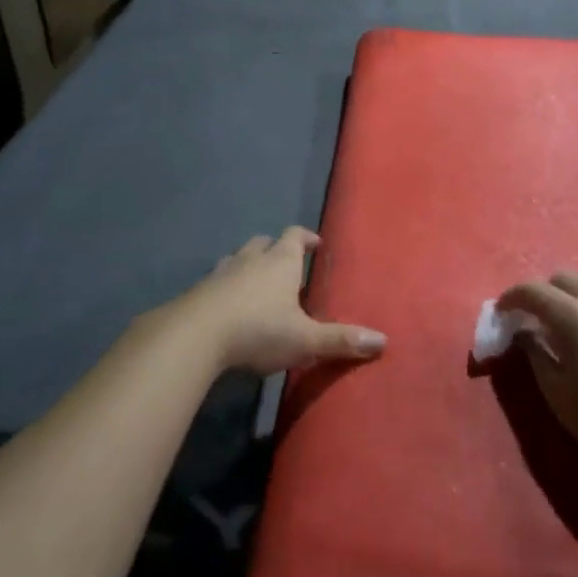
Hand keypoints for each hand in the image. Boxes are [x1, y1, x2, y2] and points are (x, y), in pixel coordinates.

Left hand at [175, 227, 386, 375]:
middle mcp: (251, 259)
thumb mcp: (305, 340)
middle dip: (275, 250)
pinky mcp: (198, 291)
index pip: (295, 236)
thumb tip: (383, 340)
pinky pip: (216, 282)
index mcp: (280, 262)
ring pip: (237, 259)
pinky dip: (225, 288)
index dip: (306, 238)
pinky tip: (227, 308)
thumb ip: (341, 340)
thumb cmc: (258, 330)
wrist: (194, 336)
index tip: (315, 244)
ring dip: (248, 266)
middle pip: (264, 243)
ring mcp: (221, 273)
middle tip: (286, 267)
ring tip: (255, 285)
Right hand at [498, 272, 577, 482]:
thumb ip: (536, 355)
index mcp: (575, 316)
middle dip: (544, 293)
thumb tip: (526, 334)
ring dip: (575, 297)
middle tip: (536, 320)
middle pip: (564, 278)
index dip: (511, 298)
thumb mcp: (559, 395)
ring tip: (571, 326)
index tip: (502, 313)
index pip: (532, 291)